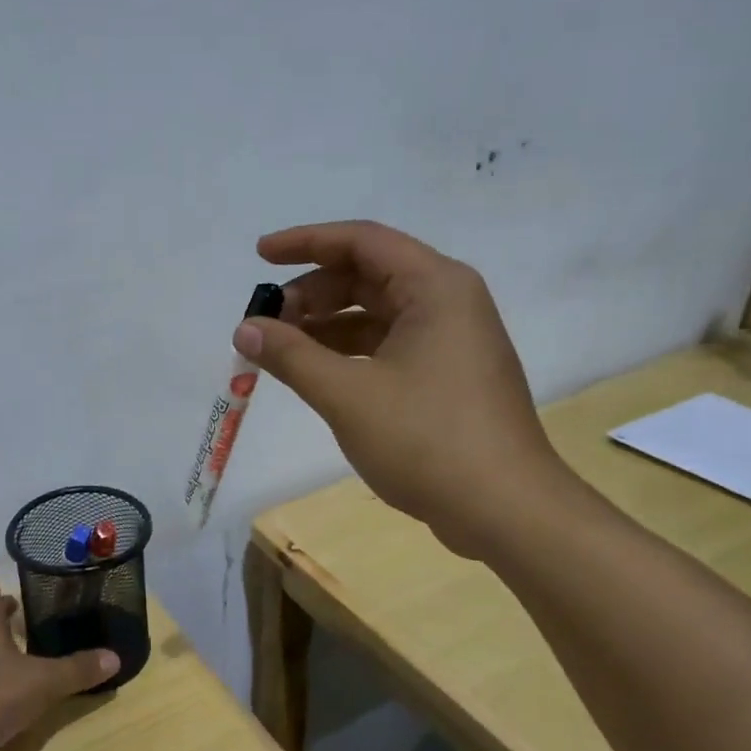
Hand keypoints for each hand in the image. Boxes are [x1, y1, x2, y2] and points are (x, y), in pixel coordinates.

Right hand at [234, 220, 568, 558]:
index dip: (305, 243)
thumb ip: (291, 355)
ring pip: (376, 313)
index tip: (258, 257)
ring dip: (326, 325)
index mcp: (435, 287)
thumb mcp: (347, 394)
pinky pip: (388, 345)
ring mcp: (451, 340)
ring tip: (280, 349)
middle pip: (367, 275)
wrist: (505, 510)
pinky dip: (348, 352)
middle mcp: (448, 301)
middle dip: (311, 293)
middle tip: (265, 322)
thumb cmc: (427, 440)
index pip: (361, 241)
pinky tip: (316, 374)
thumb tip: (245, 328)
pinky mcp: (447, 376)